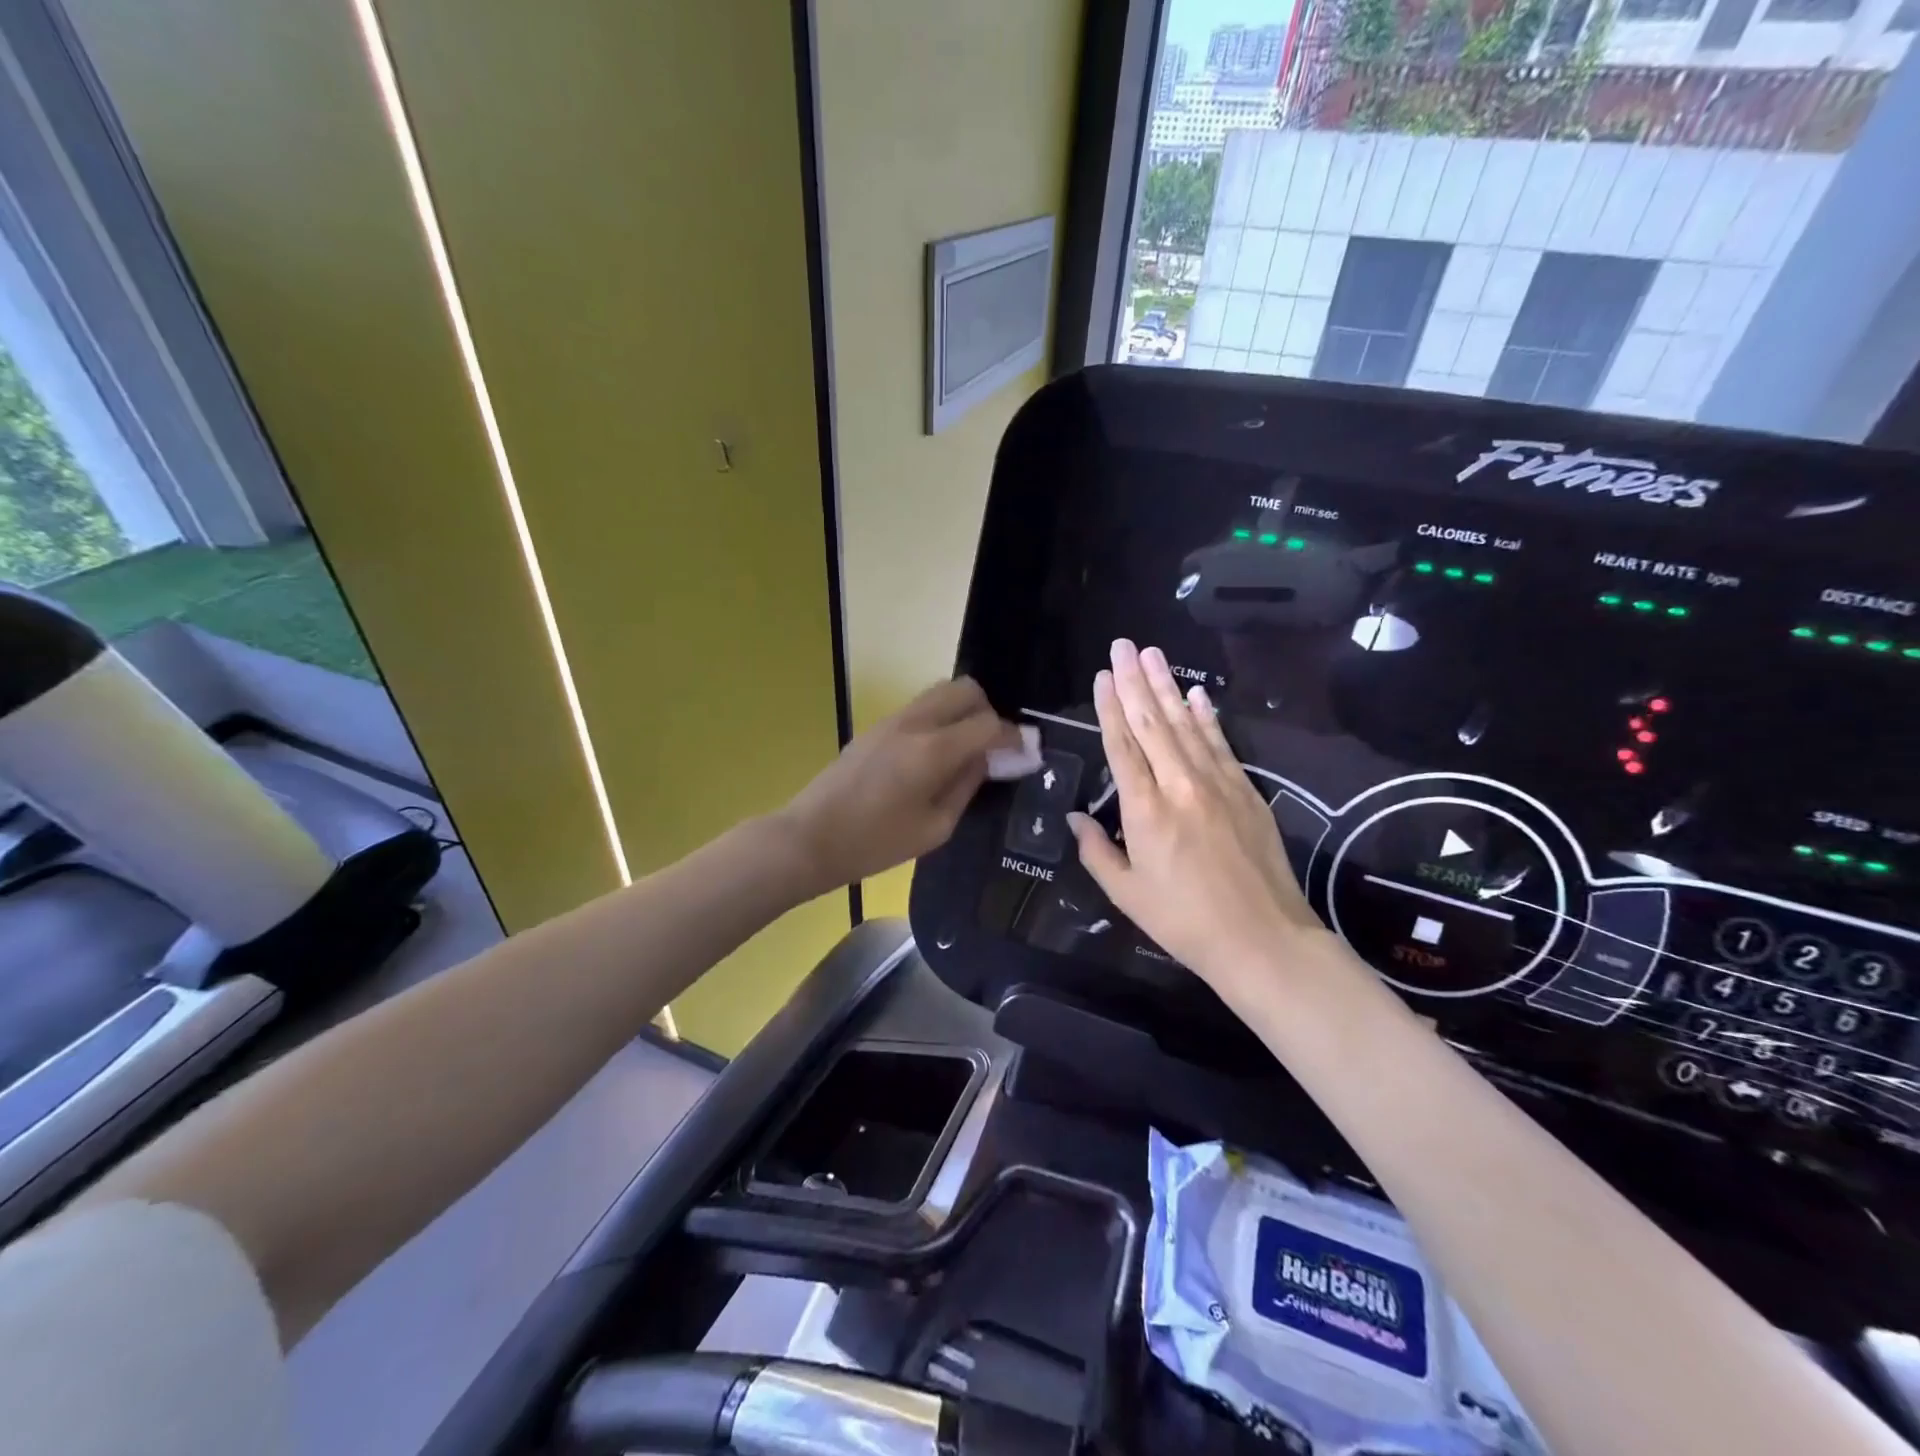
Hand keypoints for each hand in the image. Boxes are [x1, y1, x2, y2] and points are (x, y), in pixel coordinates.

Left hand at [778, 677, 1022, 893]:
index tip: (1024, 752)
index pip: (988, 724)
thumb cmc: (875, 843)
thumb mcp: (935, 828)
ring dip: (962, 711)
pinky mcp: (876, 726)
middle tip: (992, 746)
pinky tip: (936, 753)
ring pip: (941, 691)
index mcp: (933, 750)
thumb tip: (986, 760)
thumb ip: (966, 786)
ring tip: (965, 748)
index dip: (1013, 737)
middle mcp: (915, 722)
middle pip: (965, 689)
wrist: (810, 837)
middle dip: (988, 711)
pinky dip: (940, 717)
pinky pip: (920, 707)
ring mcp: (892, 720)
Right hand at [1068, 640, 1332, 1004]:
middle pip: (1152, 723)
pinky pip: (1220, 744)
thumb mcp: (1127, 894)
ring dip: (1167, 687)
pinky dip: (1207, 717)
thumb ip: (1097, 851)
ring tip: (1152, 654)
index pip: (1122, 746)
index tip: (1102, 676)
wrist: (1262, 939)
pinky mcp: (1246, 791)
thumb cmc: (1184, 922)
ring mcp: (1217, 784)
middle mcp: (1179, 785)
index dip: (1109, 708)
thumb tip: (1076, 818)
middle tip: (1122, 644)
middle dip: (1134, 681)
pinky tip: (1197, 694)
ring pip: (1186, 725)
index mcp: (1145, 810)